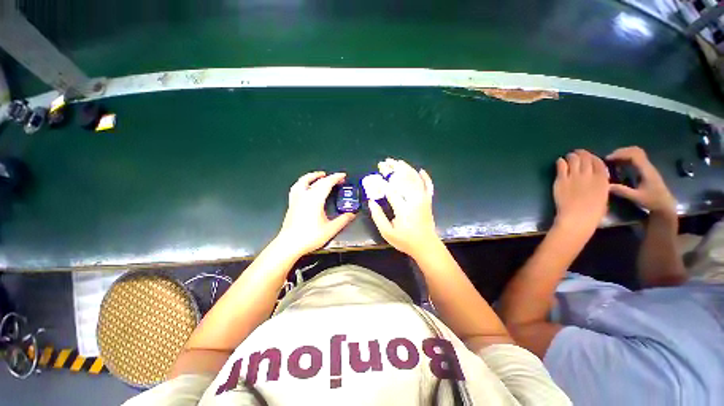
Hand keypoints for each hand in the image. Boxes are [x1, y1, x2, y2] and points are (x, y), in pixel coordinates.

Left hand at [274, 172, 355, 257]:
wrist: (289, 244)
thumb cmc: (310, 237)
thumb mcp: (330, 229)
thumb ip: (343, 220)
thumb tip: (352, 214)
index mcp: (315, 199)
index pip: (327, 183)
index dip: (336, 177)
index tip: (343, 175)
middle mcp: (305, 195)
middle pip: (317, 181)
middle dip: (328, 177)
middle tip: (337, 179)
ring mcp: (296, 199)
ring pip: (303, 181)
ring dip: (312, 176)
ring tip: (319, 176)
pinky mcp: (291, 204)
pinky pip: (297, 187)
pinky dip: (303, 183)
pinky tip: (306, 187)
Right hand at [368, 158, 438, 256]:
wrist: (426, 246)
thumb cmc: (405, 240)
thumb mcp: (387, 233)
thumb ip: (378, 217)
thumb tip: (372, 201)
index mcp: (403, 208)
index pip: (391, 190)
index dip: (382, 181)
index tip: (375, 174)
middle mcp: (414, 200)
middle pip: (403, 179)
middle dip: (393, 169)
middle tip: (384, 163)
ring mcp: (423, 199)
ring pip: (415, 179)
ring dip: (406, 168)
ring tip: (397, 161)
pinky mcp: (428, 201)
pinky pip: (429, 186)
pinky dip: (426, 177)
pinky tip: (420, 170)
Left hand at [553, 150, 609, 233]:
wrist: (576, 217)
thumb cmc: (592, 213)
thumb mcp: (603, 197)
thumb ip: (600, 186)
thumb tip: (596, 181)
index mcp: (603, 180)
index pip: (599, 163)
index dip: (593, 157)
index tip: (589, 156)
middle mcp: (589, 175)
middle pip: (586, 159)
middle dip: (581, 154)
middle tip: (577, 152)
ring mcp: (574, 176)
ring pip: (573, 160)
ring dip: (571, 156)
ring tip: (569, 155)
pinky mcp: (561, 180)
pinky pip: (561, 166)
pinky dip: (560, 162)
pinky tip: (559, 161)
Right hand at [606, 146, 676, 216]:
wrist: (665, 205)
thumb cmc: (652, 201)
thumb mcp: (637, 197)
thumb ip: (622, 191)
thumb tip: (606, 185)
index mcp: (646, 170)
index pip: (633, 155)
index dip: (620, 154)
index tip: (607, 159)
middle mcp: (647, 166)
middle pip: (635, 150)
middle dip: (621, 152)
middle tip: (609, 158)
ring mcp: (648, 167)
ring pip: (636, 153)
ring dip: (623, 154)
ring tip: (612, 161)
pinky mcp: (646, 170)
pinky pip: (636, 159)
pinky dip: (626, 158)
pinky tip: (619, 165)